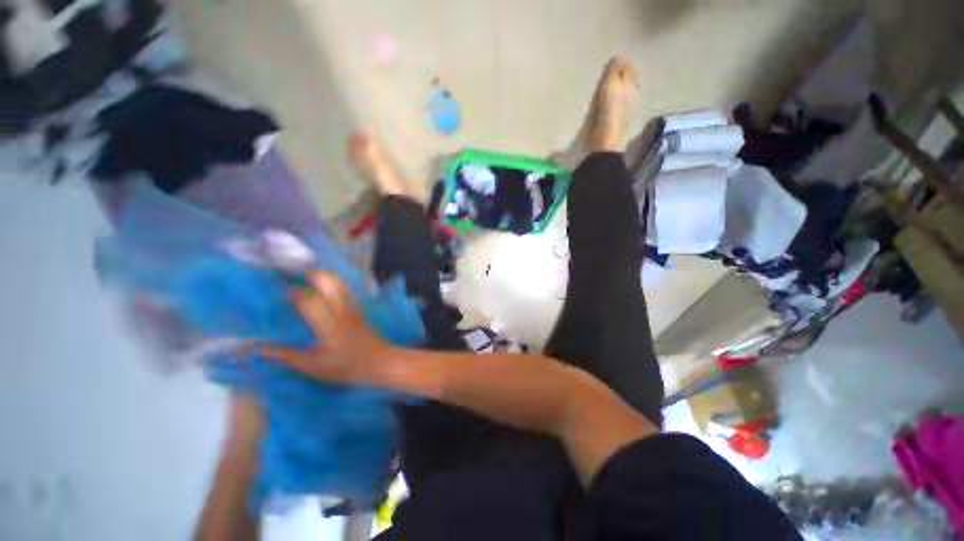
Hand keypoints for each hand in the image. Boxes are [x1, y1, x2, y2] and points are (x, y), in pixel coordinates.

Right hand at [258, 271, 391, 384]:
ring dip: (323, 277)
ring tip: (307, 279)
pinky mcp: (358, 310)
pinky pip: (345, 291)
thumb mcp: (314, 367)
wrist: (380, 362)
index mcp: (329, 323)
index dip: (293, 293)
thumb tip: (257, 349)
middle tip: (294, 276)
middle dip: (311, 275)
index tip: (279, 293)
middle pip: (329, 282)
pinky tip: (324, 290)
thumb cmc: (347, 367)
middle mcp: (342, 310)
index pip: (310, 299)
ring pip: (339, 284)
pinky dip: (333, 285)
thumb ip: (286, 356)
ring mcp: (353, 308)